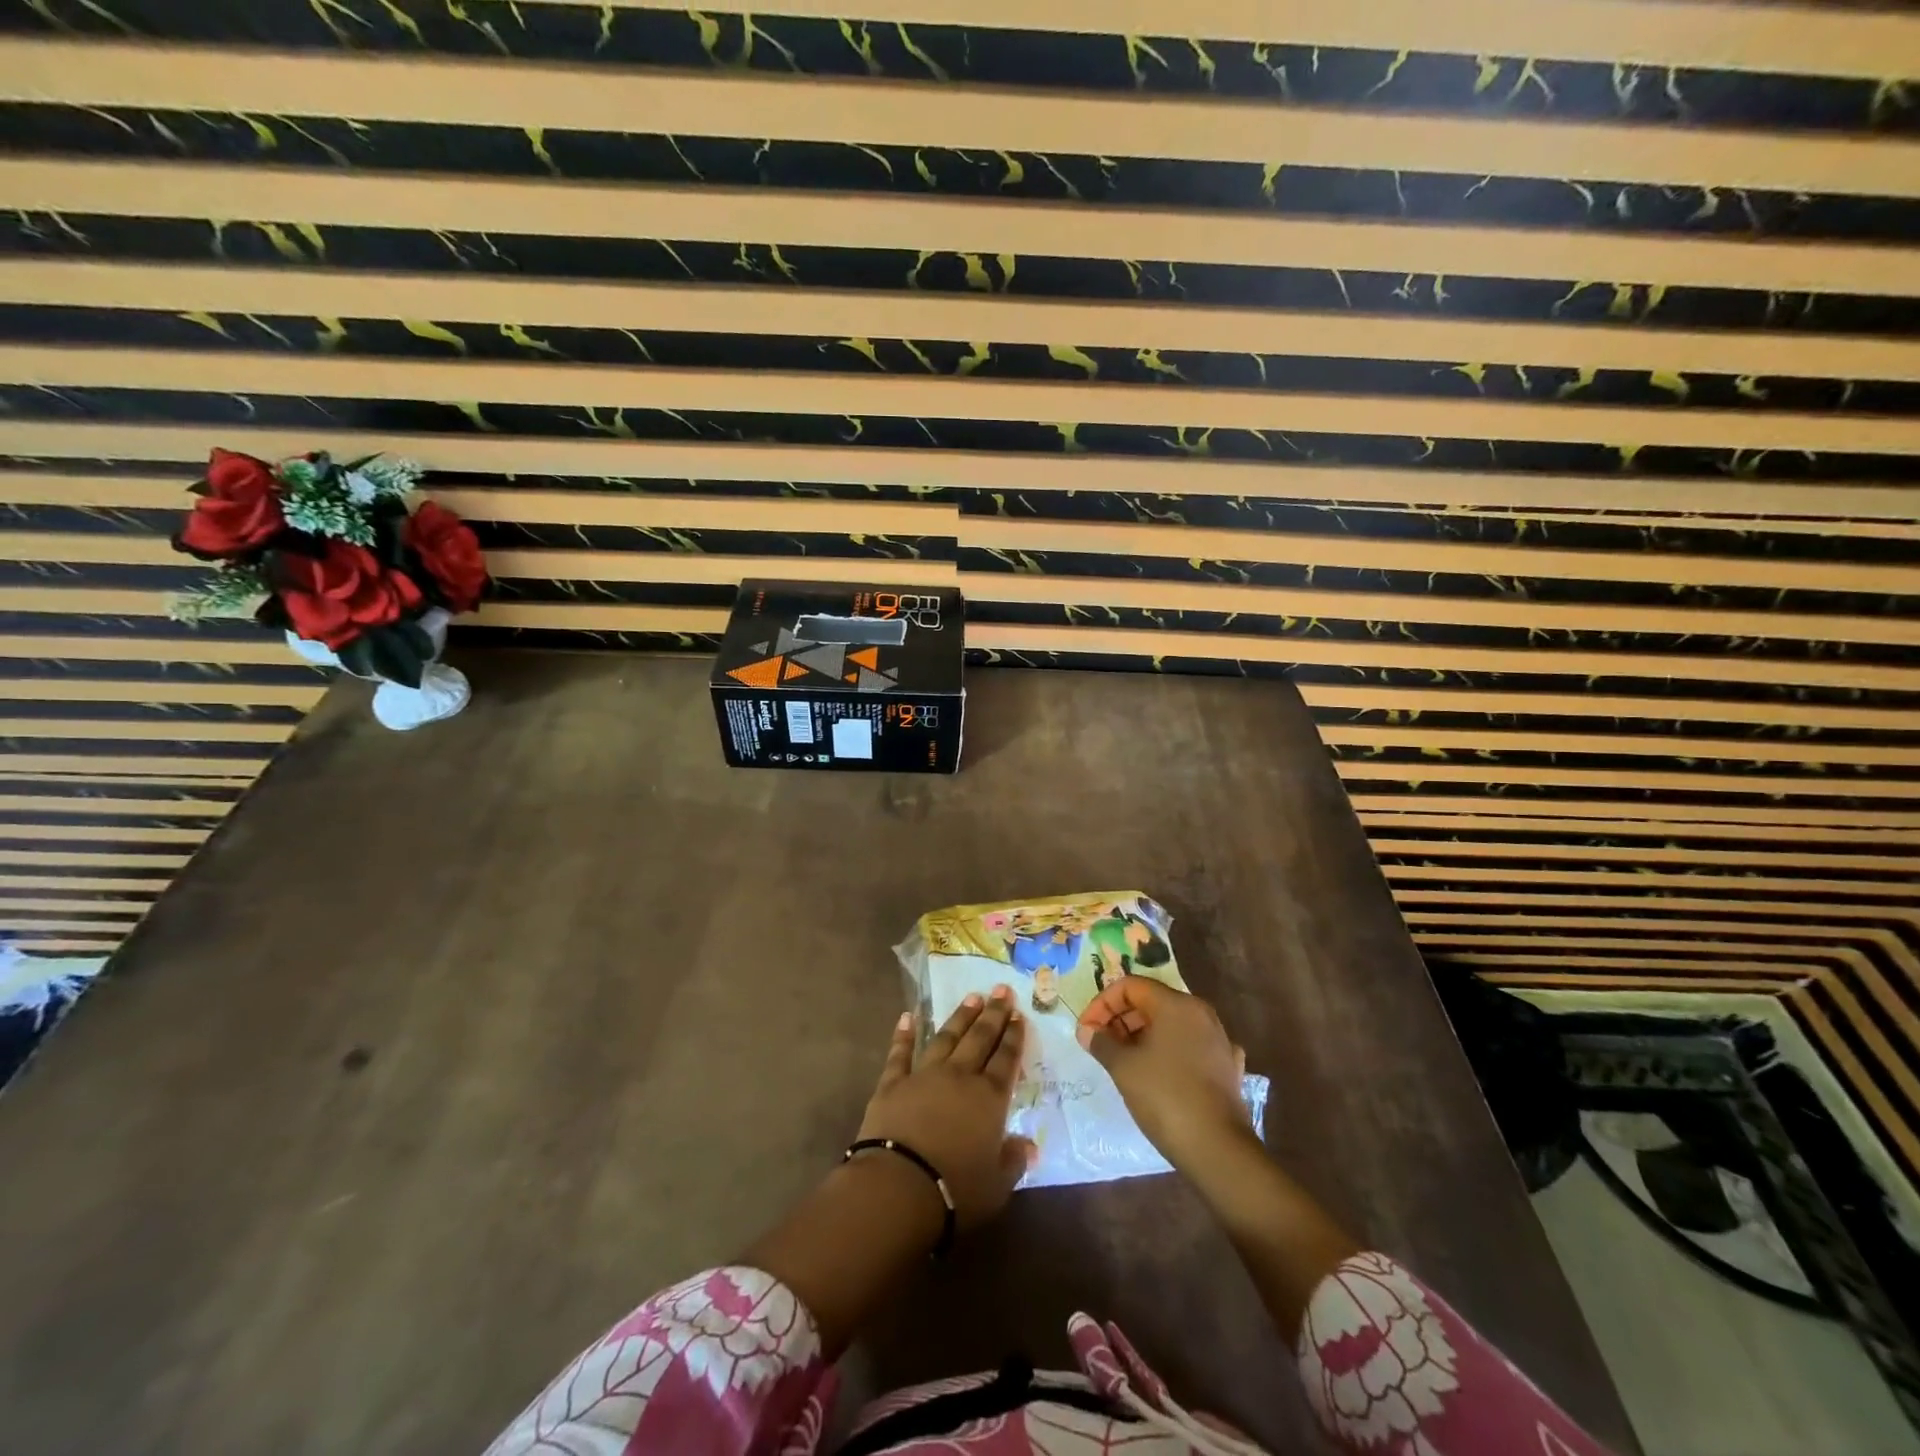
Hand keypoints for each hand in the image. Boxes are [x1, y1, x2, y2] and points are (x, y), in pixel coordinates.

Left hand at [857, 986, 1035, 1229]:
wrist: (899, 1185)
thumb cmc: (956, 1189)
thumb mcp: (998, 1184)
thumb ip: (1014, 1160)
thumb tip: (1030, 1145)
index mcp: (989, 1098)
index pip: (1006, 1060)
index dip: (1014, 1037)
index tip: (1019, 1015)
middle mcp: (960, 1076)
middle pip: (980, 1039)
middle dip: (993, 1014)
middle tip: (1002, 990)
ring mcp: (924, 1075)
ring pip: (946, 1038)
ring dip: (960, 1017)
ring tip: (972, 997)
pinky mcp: (892, 1083)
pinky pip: (900, 1053)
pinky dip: (904, 1034)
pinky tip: (907, 1016)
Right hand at [1076, 978, 1250, 1172]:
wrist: (1218, 1149)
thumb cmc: (1165, 1097)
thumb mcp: (1123, 1067)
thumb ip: (1101, 1042)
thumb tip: (1086, 1031)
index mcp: (1176, 1004)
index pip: (1130, 986)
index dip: (1102, 1003)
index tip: (1087, 1030)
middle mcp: (1201, 1013)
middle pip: (1152, 1002)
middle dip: (1121, 1019)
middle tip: (1101, 1045)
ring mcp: (1219, 1039)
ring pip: (1172, 1025)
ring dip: (1142, 1035)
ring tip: (1123, 1061)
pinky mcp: (1227, 1067)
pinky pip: (1191, 1047)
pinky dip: (1170, 1052)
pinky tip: (1161, 1072)